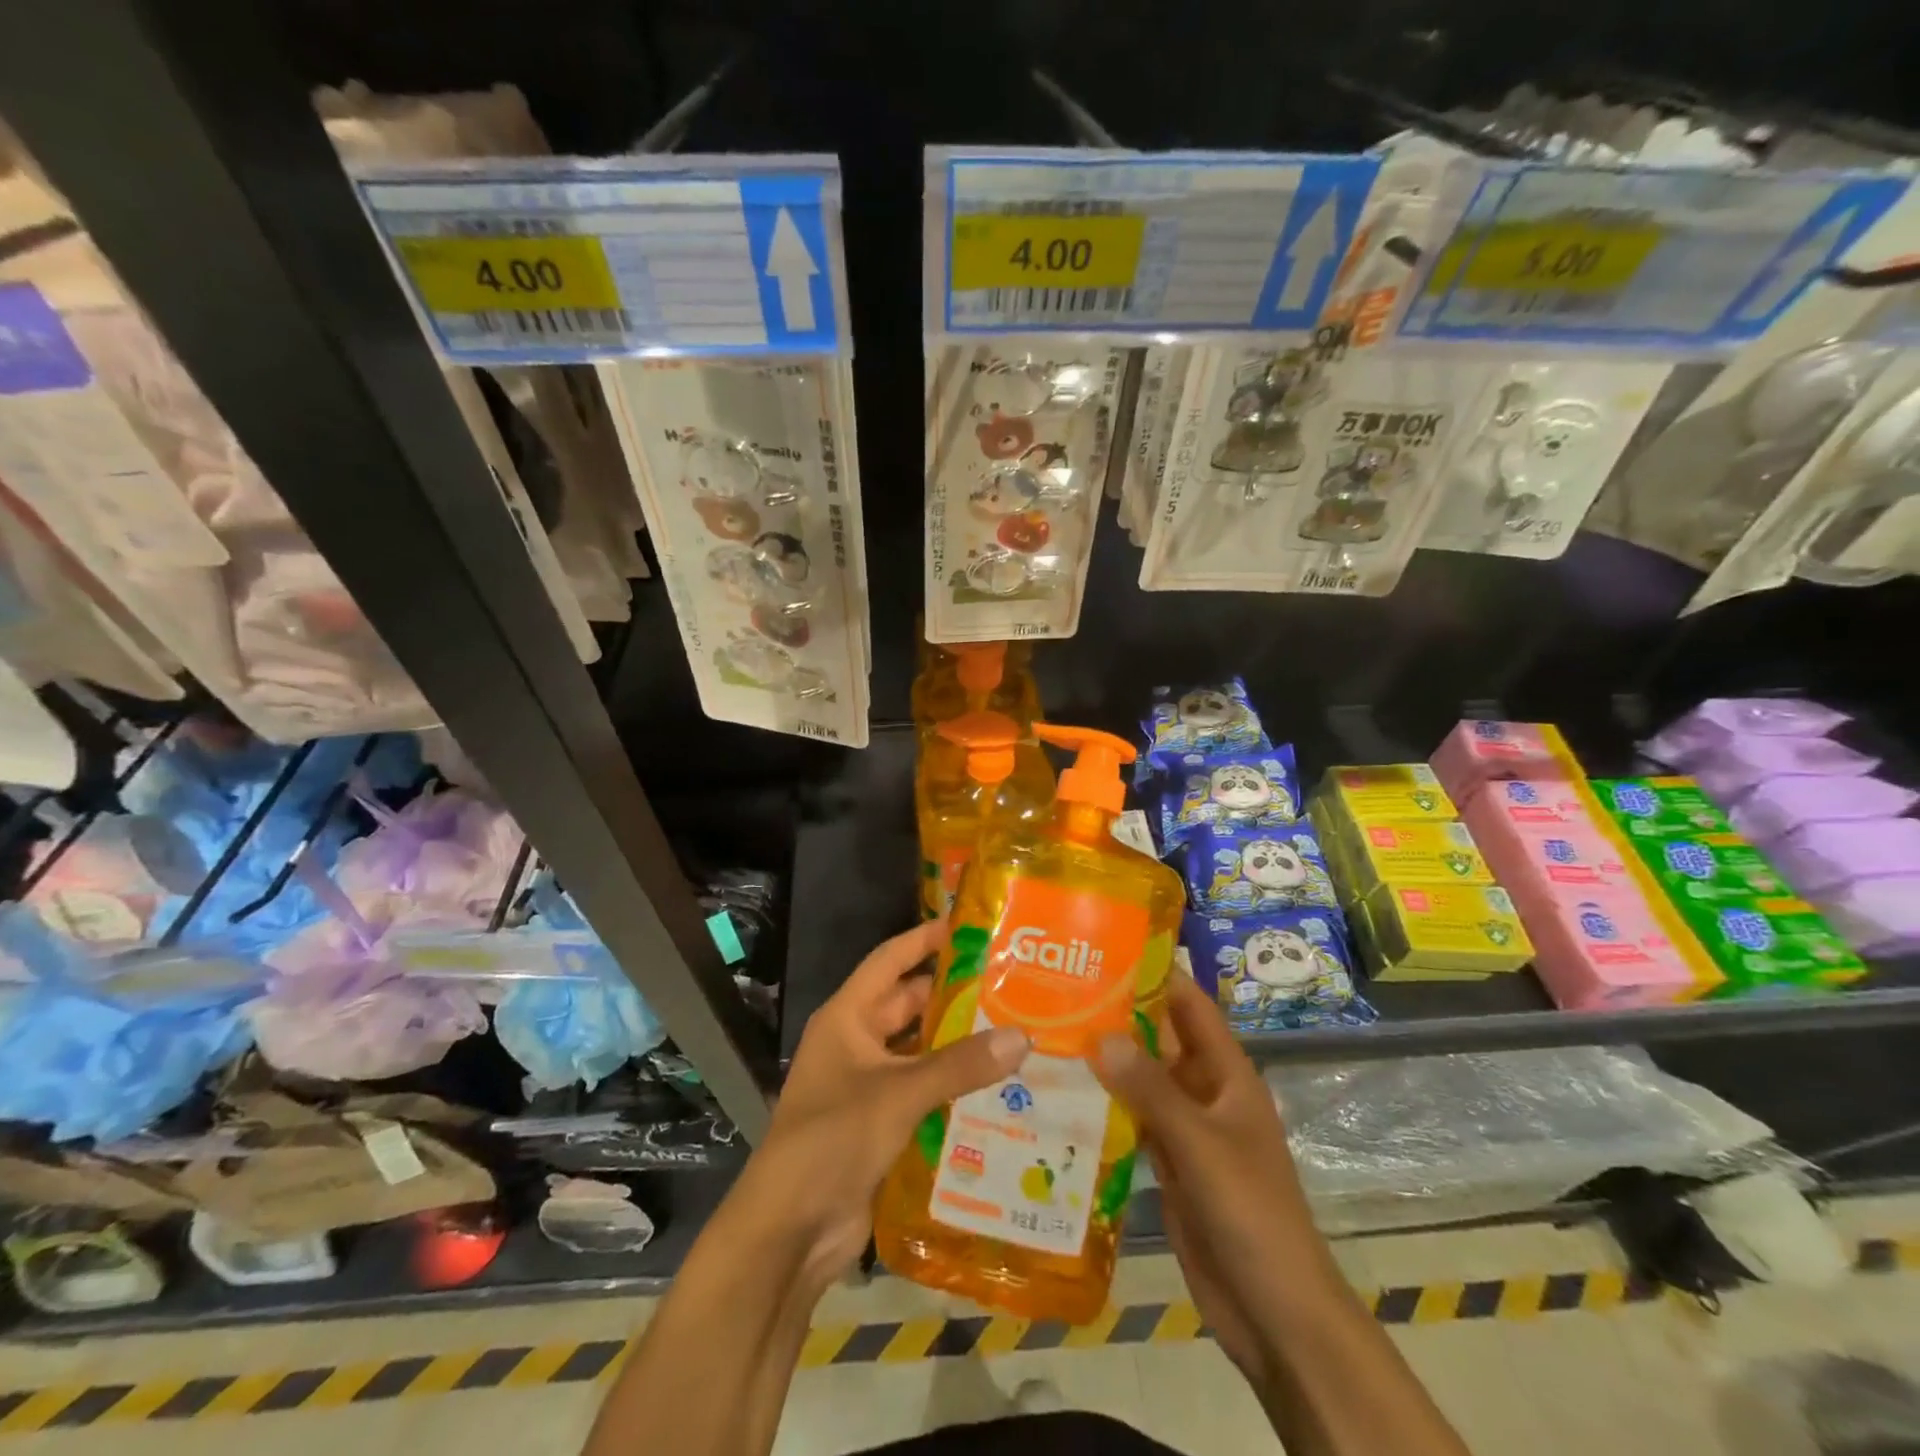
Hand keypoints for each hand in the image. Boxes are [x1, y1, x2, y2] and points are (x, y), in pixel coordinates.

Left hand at [730, 921, 1029, 1293]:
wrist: (790, 1230)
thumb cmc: (833, 1138)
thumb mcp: (898, 1093)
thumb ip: (959, 1065)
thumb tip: (1022, 1036)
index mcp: (847, 1018)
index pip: (889, 961)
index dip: (923, 940)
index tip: (967, 926)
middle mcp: (855, 1043)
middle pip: (907, 1005)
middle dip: (951, 995)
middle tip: (1006, 984)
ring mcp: (866, 1085)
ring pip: (918, 1051)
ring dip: (955, 1044)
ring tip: (1011, 1030)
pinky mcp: (879, 1124)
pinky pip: (922, 1091)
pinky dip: (952, 1086)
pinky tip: (996, 1086)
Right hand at [1092, 974, 1338, 1380]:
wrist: (1274, 1311)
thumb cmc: (1251, 1213)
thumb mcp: (1201, 1144)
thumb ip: (1151, 1090)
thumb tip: (1099, 1034)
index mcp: (1226, 1074)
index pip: (1190, 1006)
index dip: (1157, 974)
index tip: (1106, 949)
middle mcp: (1204, 1091)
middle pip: (1158, 1039)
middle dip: (1117, 1015)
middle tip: (1058, 989)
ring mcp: (1185, 1128)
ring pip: (1141, 1079)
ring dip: (1105, 1059)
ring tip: (1048, 1031)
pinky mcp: (1167, 1162)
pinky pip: (1132, 1119)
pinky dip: (1103, 1104)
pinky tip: (1061, 1092)